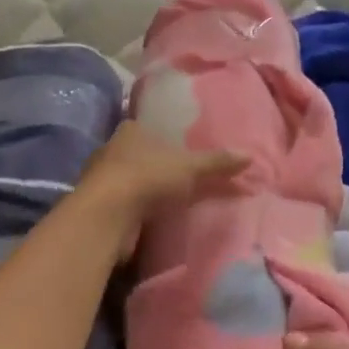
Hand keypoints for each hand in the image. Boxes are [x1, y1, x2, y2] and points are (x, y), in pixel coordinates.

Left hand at [77, 123, 247, 258]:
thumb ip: (217, 162)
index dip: (163, 138)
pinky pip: (123, 205)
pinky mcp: (98, 208)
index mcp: (130, 130)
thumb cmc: (147, 177)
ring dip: (144, 191)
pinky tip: (150, 220)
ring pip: (128, 180)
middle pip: (137, 154)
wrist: (106, 216)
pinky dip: (135, 211)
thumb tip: (251, 156)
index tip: (179, 150)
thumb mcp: (189, 167)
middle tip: (179, 177)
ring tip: (168, 201)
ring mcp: (101, 180)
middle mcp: (111, 150)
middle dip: (154, 165)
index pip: (147, 128)